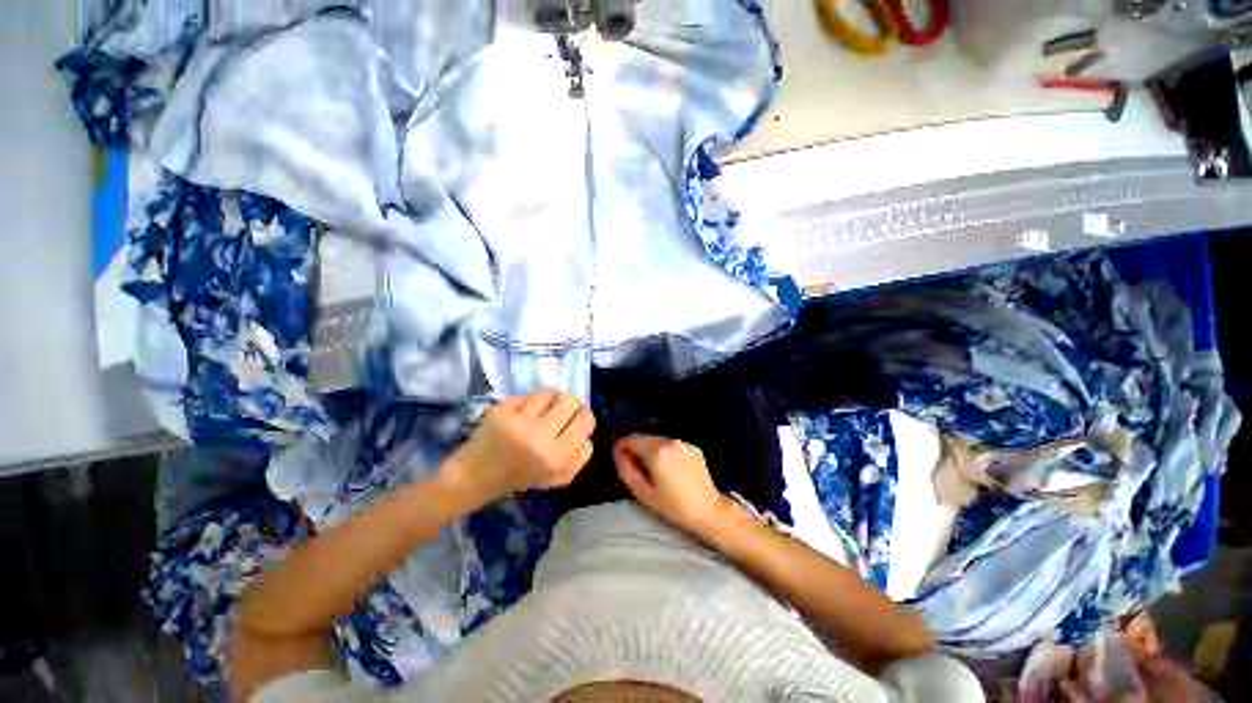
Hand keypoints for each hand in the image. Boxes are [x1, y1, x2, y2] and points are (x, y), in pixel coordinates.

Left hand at [443, 390, 595, 506]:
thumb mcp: (557, 478)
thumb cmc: (520, 477)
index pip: (586, 420)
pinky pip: (526, 395)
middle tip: (562, 411)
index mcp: (556, 456)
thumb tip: (587, 434)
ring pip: (549, 393)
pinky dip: (528, 402)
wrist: (476, 476)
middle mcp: (540, 436)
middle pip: (571, 400)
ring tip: (542, 409)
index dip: (585, 416)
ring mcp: (518, 421)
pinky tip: (522, 413)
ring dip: (550, 399)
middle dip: (571, 403)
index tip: (577, 419)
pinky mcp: (501, 410)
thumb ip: (580, 457)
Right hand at [613, 434, 737, 538]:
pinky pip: (671, 446)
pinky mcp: (693, 447)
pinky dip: (665, 453)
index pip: (631, 440)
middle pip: (644, 439)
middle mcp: (670, 441)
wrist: (709, 511)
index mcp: (657, 451)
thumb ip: (626, 470)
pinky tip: (669, 470)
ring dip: (650, 451)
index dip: (621, 447)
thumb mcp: (644, 493)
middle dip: (636, 450)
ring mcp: (683, 443)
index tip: (618, 458)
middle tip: (634, 469)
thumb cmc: (674, 506)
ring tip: (652, 472)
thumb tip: (617, 453)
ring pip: (657, 441)